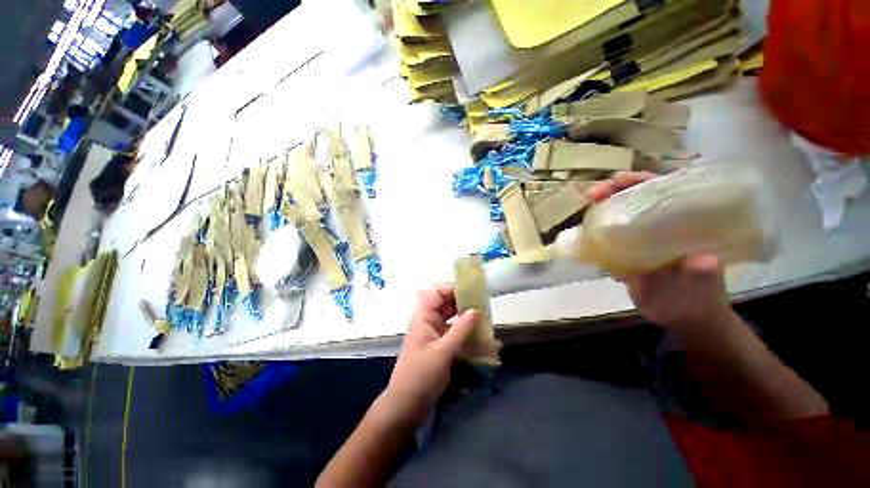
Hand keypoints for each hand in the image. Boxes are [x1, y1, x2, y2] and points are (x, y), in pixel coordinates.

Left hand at [384, 284, 476, 422]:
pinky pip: (453, 330)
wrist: (406, 404)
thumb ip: (460, 330)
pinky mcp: (439, 344)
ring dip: (464, 316)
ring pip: (450, 316)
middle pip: (445, 303)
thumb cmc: (421, 375)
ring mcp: (433, 332)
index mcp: (423, 316)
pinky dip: (464, 329)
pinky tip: (477, 334)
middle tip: (482, 305)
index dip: (452, 289)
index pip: (436, 292)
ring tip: (483, 318)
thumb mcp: (443, 351)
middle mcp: (428, 320)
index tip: (472, 293)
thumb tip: (476, 310)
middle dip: (462, 302)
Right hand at [586, 172, 733, 329]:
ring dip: (598, 210)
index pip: (660, 190)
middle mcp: (658, 226)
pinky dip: (592, 234)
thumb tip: (700, 260)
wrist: (683, 318)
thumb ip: (703, 271)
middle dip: (611, 192)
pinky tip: (581, 235)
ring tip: (582, 210)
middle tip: (591, 195)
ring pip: (616, 216)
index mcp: (680, 223)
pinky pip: (605, 239)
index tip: (617, 181)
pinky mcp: (623, 254)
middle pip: (632, 199)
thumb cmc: (701, 298)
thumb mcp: (705, 284)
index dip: (638, 181)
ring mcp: (639, 240)